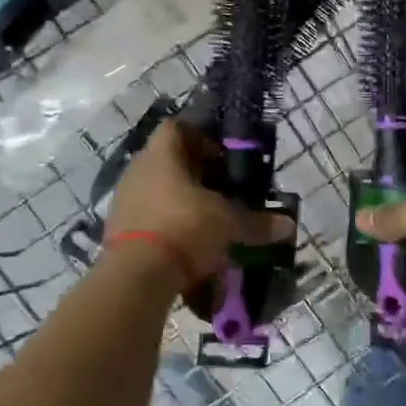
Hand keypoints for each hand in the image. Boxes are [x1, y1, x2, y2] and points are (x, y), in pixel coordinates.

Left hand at [105, 123, 293, 288]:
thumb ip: (257, 223)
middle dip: (195, 173)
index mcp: (162, 156)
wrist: (137, 277)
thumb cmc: (185, 229)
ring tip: (206, 219)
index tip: (222, 158)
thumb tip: (288, 225)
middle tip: (221, 190)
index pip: (176, 128)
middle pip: (167, 160)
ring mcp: (123, 201)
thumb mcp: (228, 224)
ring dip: (179, 200)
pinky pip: (146, 217)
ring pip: (156, 189)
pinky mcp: (116, 231)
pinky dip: (166, 224)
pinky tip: (186, 243)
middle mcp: (138, 171)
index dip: (201, 137)